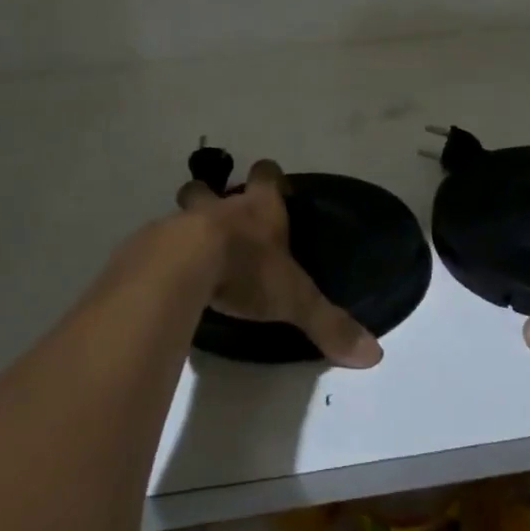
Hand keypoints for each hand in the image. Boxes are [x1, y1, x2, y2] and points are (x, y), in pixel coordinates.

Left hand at [176, 160, 382, 368]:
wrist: (184, 267)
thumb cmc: (247, 270)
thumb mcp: (295, 300)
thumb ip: (329, 324)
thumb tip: (374, 355)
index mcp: (259, 210)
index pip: (267, 175)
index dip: (270, 178)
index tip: (272, 185)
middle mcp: (222, 208)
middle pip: (211, 187)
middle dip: (212, 196)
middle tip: (218, 218)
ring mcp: (184, 222)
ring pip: (182, 211)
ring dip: (186, 225)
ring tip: (190, 250)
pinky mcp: (154, 245)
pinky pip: (158, 244)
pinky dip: (164, 255)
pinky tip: (169, 278)